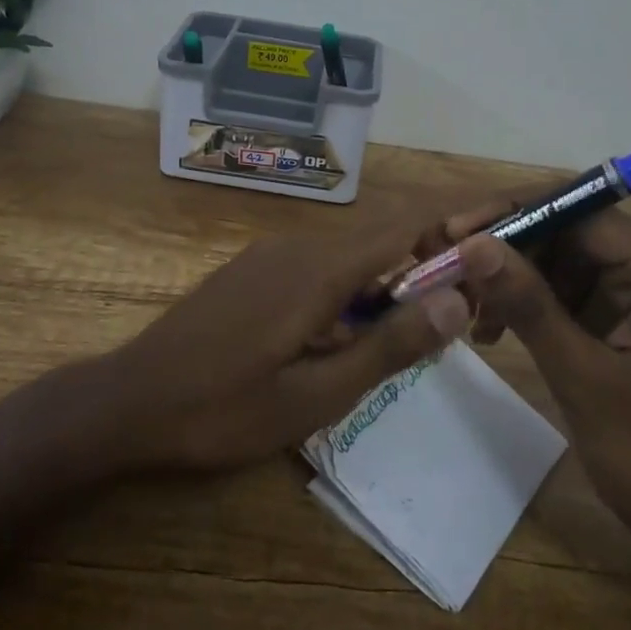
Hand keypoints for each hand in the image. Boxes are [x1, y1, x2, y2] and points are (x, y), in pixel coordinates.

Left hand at [97, 210, 472, 471]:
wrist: (127, 402)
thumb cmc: (223, 409)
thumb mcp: (315, 395)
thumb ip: (387, 346)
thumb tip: (455, 301)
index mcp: (320, 269)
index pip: (406, 224)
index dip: (458, 220)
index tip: (503, 224)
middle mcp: (298, 246)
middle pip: (382, 238)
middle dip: (429, 263)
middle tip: (464, 310)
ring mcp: (270, 256)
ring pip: (350, 256)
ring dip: (389, 283)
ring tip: (414, 332)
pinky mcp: (252, 273)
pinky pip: (319, 269)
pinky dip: (352, 291)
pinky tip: (349, 336)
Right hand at [439, 203, 630, 550]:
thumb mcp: (585, 379)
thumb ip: (529, 305)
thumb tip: (474, 244)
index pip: (577, 210)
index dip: (513, 213)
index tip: (456, 233)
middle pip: (563, 232)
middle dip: (504, 247)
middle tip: (447, 272)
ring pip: (556, 264)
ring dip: (508, 279)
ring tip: (464, 310)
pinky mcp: (617, 329)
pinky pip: (562, 299)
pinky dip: (523, 308)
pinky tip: (490, 334)